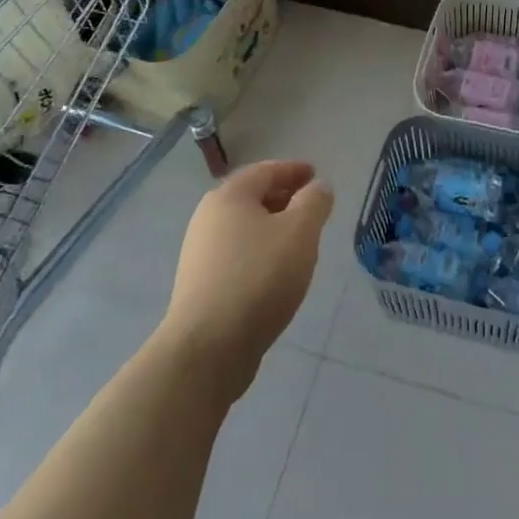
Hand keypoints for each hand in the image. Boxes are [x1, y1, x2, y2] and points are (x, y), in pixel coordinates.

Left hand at [162, 159, 332, 399]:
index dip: (294, 170)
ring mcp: (200, 253)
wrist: (208, 348)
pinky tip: (277, 270)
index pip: (266, 170)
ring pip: (244, 227)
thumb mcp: (300, 232)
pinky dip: (260, 250)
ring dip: (272, 226)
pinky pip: (238, 253)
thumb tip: (318, 187)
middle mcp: (208, 218)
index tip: (316, 174)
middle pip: (252, 197)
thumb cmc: (259, 277)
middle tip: (311, 205)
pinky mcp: (201, 284)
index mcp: (229, 196)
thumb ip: (314, 202)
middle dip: (283, 197)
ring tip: (299, 239)